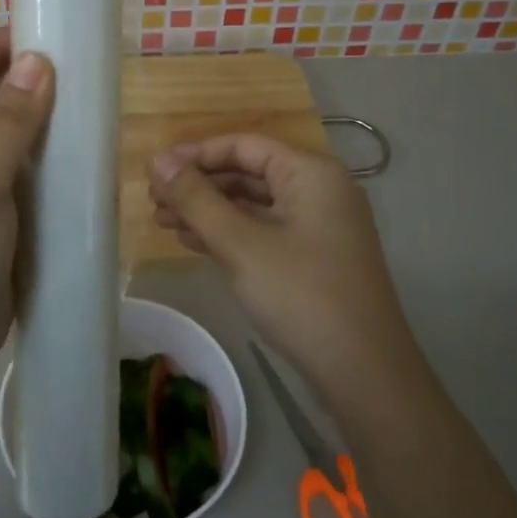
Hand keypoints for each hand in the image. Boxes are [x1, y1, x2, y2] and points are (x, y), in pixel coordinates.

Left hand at [0, 28, 54, 388]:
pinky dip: (42, 149)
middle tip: (77, 67)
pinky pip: (18, 164)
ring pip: (3, 129)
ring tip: (84, 101)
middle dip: (22, 76)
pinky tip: (76, 149)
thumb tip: (37, 61)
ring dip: (36, 113)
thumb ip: (8, 125)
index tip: (46, 32)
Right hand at [150, 135, 415, 401]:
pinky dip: (229, 234)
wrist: (363, 371)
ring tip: (162, 222)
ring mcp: (318, 226)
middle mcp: (318, 190)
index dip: (195, 155)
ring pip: (253, 205)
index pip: (243, 146)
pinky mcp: (313, 257)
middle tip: (153, 201)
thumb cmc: (300, 294)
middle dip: (198, 185)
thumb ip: (196, 198)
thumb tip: (159, 160)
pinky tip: (192, 242)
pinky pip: (263, 231)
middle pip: (248, 173)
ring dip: (208, 211)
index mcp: (310, 172)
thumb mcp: (241, 243)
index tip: (154, 171)